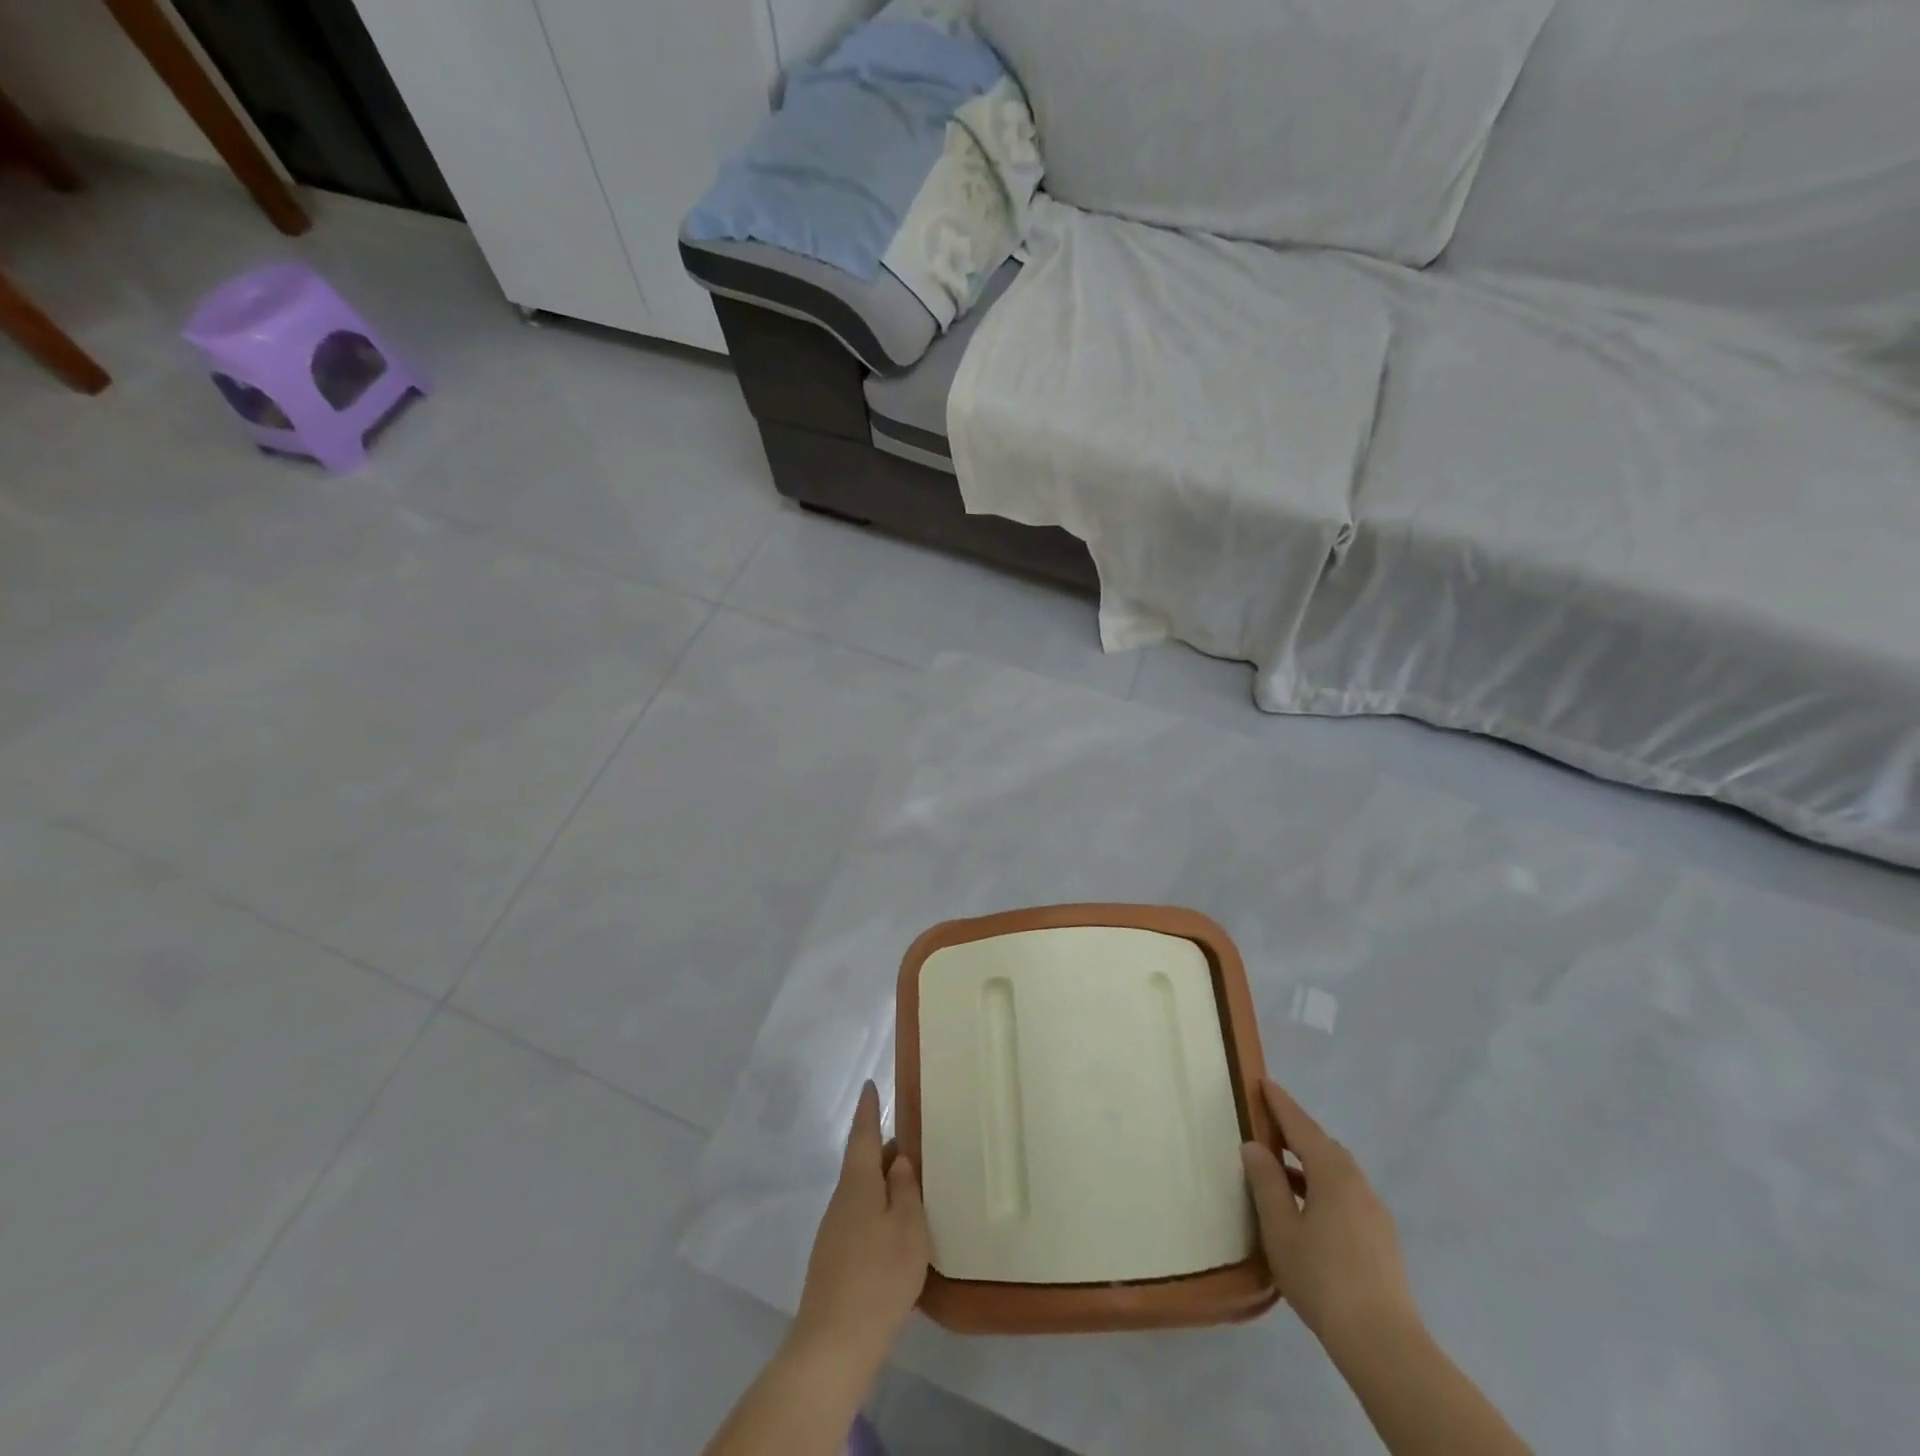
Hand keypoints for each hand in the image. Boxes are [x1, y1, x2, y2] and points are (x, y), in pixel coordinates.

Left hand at [792, 1081, 929, 1368]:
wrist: (833, 1345)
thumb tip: (897, 1159)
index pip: (862, 1134)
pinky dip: (877, 1213)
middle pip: (862, 1164)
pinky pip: (859, 1220)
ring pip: (861, 1194)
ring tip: (909, 1188)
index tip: (870, 1086)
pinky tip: (895, 1234)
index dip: (868, 1110)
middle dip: (883, 1152)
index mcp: (858, 1184)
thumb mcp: (908, 1228)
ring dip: (882, 1185)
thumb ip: (905, 1189)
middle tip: (911, 1145)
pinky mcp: (833, 1261)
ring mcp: (833, 1233)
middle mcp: (841, 1201)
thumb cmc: (879, 1277)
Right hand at [1241, 1078, 1417, 1348]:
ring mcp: (1375, 1212)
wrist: (1383, 1343)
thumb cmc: (1322, 1277)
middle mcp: (1358, 1184)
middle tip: (1267, 1125)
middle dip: (1296, 1131)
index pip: (1302, 1126)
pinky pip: (1346, 1194)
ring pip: (1337, 1172)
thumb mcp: (1281, 1228)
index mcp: (1333, 1173)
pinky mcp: (1381, 1240)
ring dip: (1309, 1162)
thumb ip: (1266, 1183)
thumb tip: (1255, 1146)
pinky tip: (1308, 1209)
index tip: (1263, 1082)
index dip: (1280, 1104)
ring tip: (1282, 1170)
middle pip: (1323, 1145)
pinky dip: (1323, 1186)